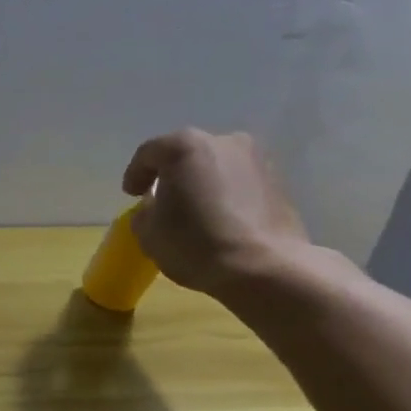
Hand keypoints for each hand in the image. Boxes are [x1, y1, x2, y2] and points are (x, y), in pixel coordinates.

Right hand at [121, 129, 309, 295]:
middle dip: (172, 174)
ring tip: (194, 209)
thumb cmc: (196, 244)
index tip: (131, 195)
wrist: (266, 269)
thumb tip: (155, 206)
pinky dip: (226, 193)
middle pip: (185, 154)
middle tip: (162, 199)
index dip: (135, 174)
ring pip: (215, 166)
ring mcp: (255, 159)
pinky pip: (239, 181)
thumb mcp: (148, 231)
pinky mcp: (278, 180)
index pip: (148, 154)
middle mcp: (222, 141)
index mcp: (183, 147)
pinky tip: (220, 217)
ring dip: (201, 182)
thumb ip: (145, 211)